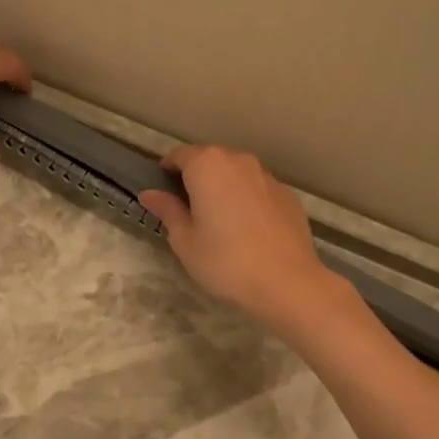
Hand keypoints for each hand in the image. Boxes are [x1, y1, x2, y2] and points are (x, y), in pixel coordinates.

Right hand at [139, 145, 351, 339]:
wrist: (287, 283)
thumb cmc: (225, 261)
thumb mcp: (185, 240)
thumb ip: (168, 210)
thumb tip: (150, 194)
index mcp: (208, 166)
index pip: (180, 155)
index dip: (167, 170)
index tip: (162, 191)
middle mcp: (238, 161)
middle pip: (210, 160)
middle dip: (196, 177)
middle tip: (188, 209)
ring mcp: (267, 176)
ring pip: (237, 173)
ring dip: (224, 187)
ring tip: (219, 220)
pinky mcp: (288, 195)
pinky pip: (258, 189)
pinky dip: (247, 199)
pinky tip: (248, 230)